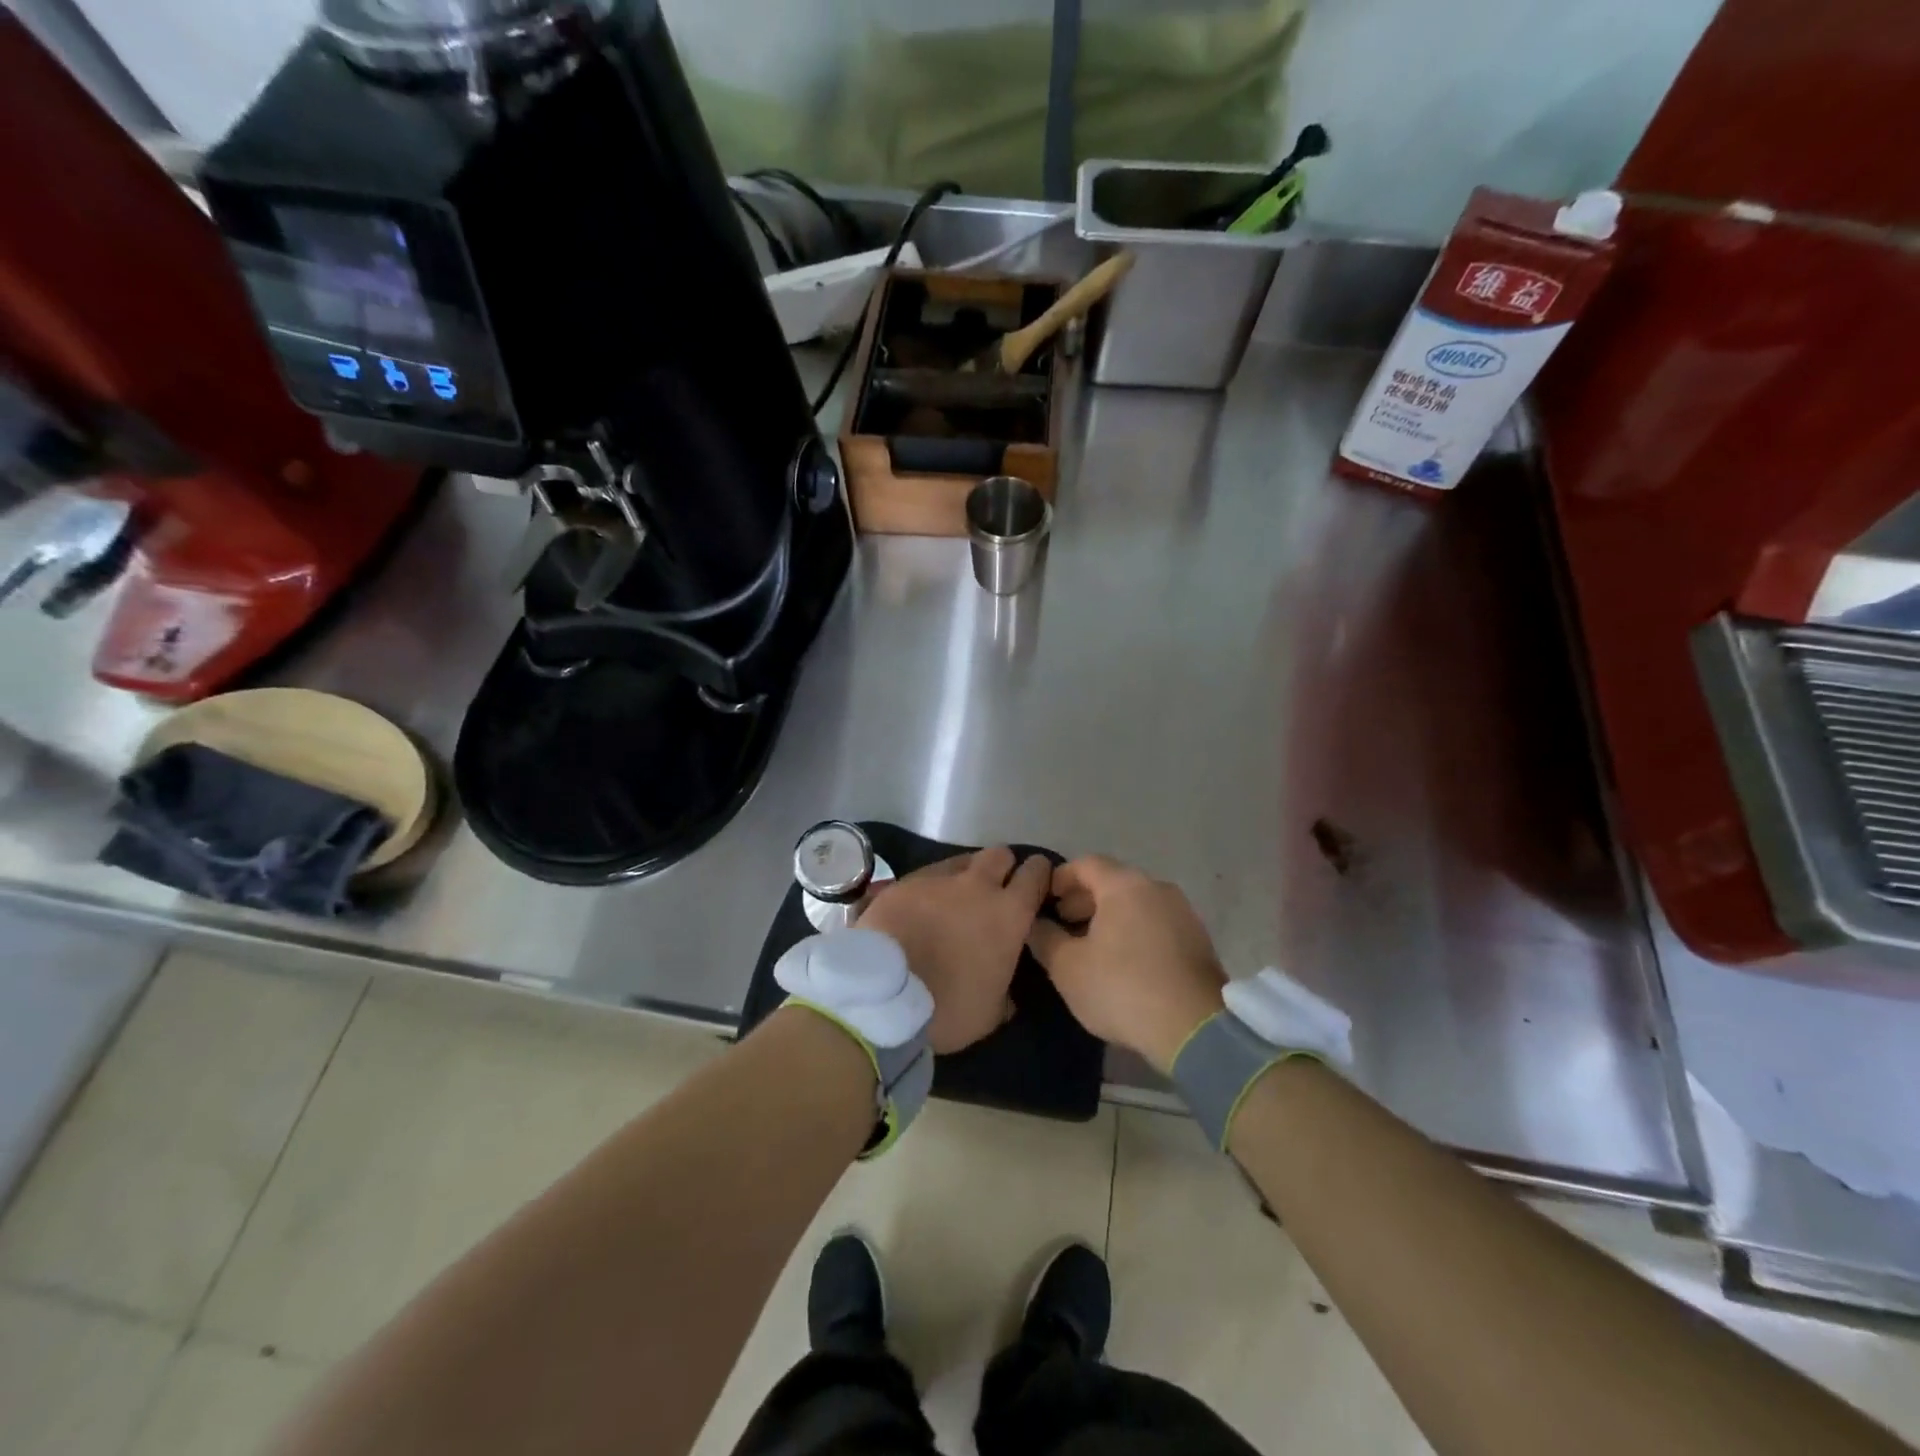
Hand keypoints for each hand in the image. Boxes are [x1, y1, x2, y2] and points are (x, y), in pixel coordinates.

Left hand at [856, 847, 1050, 1053]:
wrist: (883, 994)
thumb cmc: (947, 1007)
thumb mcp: (989, 1014)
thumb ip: (1005, 993)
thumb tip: (1007, 994)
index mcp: (1009, 914)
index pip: (1035, 874)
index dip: (1039, 875)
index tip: (1036, 884)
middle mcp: (977, 886)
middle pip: (1000, 854)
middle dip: (1002, 867)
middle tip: (994, 890)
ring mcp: (938, 879)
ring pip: (961, 861)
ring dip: (964, 876)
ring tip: (954, 900)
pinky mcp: (904, 882)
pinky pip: (926, 876)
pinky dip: (929, 889)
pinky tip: (920, 908)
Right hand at [1027, 855, 1226, 1072]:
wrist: (1194, 1029)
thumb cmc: (1122, 988)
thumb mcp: (1067, 967)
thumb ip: (1045, 938)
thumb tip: (1034, 923)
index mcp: (1125, 885)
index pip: (1086, 864)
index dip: (1060, 878)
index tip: (1044, 899)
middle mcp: (1157, 888)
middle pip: (1113, 882)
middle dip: (1084, 899)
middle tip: (1062, 924)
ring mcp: (1183, 913)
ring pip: (1136, 903)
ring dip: (1109, 917)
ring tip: (1089, 946)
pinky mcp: (1199, 941)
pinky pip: (1156, 923)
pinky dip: (1133, 931)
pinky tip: (1122, 962)